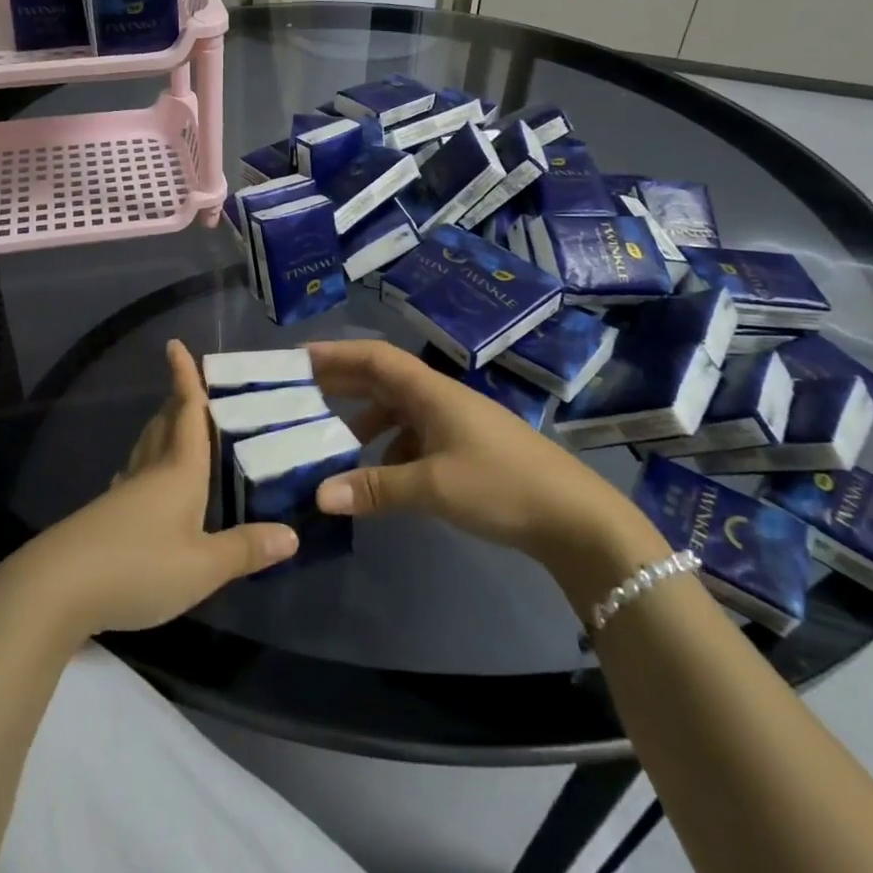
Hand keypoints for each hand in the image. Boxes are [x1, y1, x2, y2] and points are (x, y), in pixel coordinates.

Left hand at [5, 340, 296, 638]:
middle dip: (176, 400)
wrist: (58, 588)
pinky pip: (134, 473)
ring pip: (146, 447)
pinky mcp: (105, 515)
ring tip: (174, 423)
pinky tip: (145, 479)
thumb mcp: (202, 567)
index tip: (175, 344)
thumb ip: (245, 550)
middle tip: (190, 384)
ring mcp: (123, 492)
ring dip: (161, 428)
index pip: (186, 413)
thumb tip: (292, 534)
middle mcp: (150, 471)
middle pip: (164, 424)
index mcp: (178, 471)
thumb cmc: (139, 566)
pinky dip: (146, 462)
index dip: (184, 378)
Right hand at [307, 340, 664, 597]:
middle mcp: (439, 398)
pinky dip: (389, 448)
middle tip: (298, 394)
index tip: (296, 359)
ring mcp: (454, 422)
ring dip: (363, 420)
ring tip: (332, 444)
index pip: (373, 357)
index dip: (334, 354)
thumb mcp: (433, 486)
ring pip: (397, 410)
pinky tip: (378, 476)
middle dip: (341, 383)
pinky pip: (413, 436)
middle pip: (381, 379)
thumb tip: (318, 495)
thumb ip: (375, 488)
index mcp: (430, 392)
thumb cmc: (501, 486)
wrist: (575, 517)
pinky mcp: (465, 448)